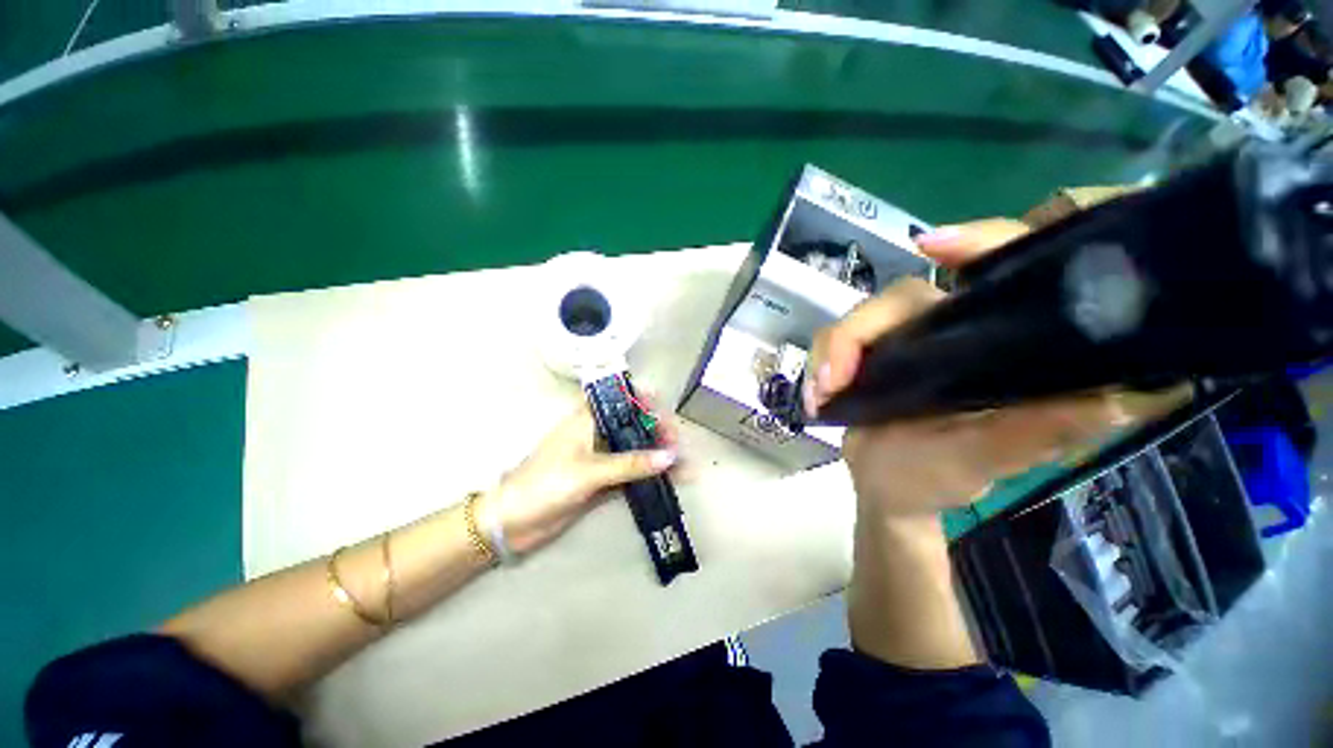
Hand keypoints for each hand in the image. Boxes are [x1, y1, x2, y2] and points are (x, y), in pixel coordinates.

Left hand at [482, 402, 678, 554]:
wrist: (514, 521)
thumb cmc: (546, 483)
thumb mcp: (589, 471)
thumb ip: (631, 463)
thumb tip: (670, 456)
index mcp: (589, 417)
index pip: (623, 398)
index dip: (646, 402)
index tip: (665, 417)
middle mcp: (598, 431)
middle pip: (636, 422)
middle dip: (660, 431)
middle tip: (678, 448)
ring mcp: (602, 455)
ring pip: (637, 447)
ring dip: (660, 454)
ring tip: (685, 464)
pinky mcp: (604, 477)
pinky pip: (633, 471)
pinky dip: (651, 474)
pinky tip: (672, 479)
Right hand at [805, 220, 1153, 517]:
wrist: (882, 490)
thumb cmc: (933, 481)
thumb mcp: (979, 464)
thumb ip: (1024, 438)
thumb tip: (1107, 403)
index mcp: (993, 348)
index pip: (997, 276)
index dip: (977, 244)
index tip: (931, 246)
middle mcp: (948, 333)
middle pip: (900, 297)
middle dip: (857, 333)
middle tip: (832, 381)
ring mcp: (901, 341)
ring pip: (861, 318)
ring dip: (832, 352)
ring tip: (820, 395)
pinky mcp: (868, 353)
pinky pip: (836, 339)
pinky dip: (820, 361)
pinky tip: (816, 394)